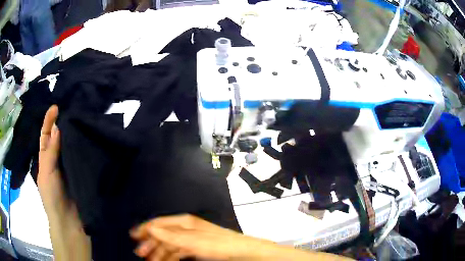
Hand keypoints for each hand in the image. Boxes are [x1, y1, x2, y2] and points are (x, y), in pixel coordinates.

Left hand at [38, 106, 91, 260]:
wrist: (70, 222)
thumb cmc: (52, 197)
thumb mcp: (46, 172)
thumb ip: (51, 151)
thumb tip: (58, 126)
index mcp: (46, 159)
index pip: (46, 135)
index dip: (49, 121)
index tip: (56, 107)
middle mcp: (57, 160)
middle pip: (59, 137)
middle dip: (63, 123)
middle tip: (73, 108)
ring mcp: (69, 166)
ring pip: (71, 146)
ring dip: (74, 134)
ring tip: (83, 119)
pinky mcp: (81, 173)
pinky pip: (81, 157)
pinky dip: (84, 147)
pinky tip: (90, 138)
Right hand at [130, 214, 275, 260]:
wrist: (240, 251)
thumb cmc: (216, 245)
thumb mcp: (192, 241)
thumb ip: (171, 236)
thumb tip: (150, 228)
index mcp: (183, 223)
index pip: (159, 223)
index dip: (145, 228)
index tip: (133, 236)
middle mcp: (185, 229)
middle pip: (162, 235)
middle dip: (150, 243)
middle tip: (140, 254)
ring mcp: (190, 239)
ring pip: (169, 245)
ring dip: (158, 252)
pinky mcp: (195, 248)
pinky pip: (177, 252)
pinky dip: (169, 257)